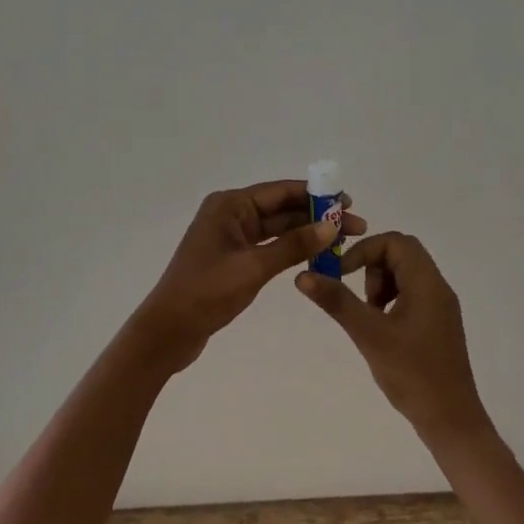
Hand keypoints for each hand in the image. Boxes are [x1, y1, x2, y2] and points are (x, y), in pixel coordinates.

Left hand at [133, 180, 365, 363]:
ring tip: (342, 240)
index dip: (316, 195)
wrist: (168, 331)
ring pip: (277, 228)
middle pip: (281, 208)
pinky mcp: (233, 258)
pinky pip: (269, 245)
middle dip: (317, 216)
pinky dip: (291, 249)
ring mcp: (231, 237)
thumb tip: (331, 226)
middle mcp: (230, 214)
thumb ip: (293, 246)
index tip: (347, 201)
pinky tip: (316, 254)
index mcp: (229, 205)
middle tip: (354, 225)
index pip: (280, 192)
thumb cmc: (207, 293)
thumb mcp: (254, 267)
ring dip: (307, 233)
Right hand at [294, 232, 491, 446]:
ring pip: (406, 274)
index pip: (396, 241)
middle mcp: (438, 287)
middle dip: (372, 268)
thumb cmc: (411, 373)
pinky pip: (412, 295)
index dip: (365, 250)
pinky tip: (382, 331)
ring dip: (381, 285)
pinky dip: (391, 301)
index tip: (343, 274)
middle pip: (402, 253)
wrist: (450, 419)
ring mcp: (441, 307)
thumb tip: (303, 276)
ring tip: (369, 317)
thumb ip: (337, 302)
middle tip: (359, 299)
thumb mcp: (369, 335)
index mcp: (427, 282)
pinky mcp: (438, 324)